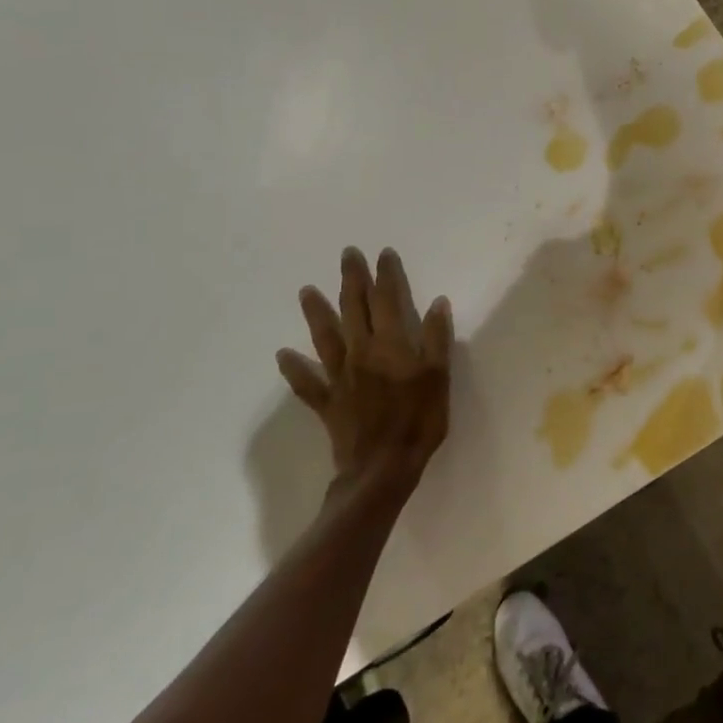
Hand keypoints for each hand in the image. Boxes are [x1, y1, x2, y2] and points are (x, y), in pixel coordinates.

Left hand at [277, 246, 452, 492]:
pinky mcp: (328, 402)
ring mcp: (341, 377)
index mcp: (391, 344)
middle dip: (351, 280)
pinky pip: (307, 382)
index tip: (383, 253)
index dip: (386, 275)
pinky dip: (294, 369)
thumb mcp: (439, 377)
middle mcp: (361, 352)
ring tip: (305, 291)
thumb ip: (437, 339)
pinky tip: (283, 356)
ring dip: (316, 313)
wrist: (383, 468)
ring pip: (325, 337)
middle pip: (354, 309)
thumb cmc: (419, 421)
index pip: (388, 300)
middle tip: (347, 255)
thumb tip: (437, 303)